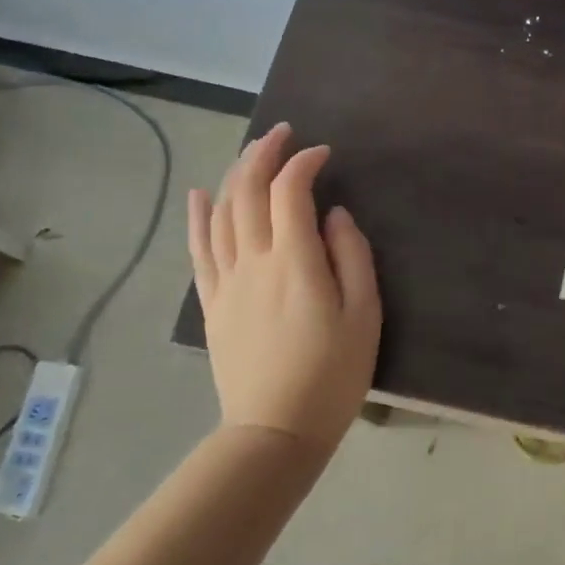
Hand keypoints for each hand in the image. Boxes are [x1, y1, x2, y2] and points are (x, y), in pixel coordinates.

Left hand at [187, 123, 380, 455]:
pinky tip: (202, 194)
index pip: (291, 192)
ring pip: (222, 213)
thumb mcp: (365, 315)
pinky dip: (199, 217)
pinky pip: (199, 250)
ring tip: (252, 153)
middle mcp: (253, 261)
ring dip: (236, 175)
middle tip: (283, 134)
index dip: (304, 163)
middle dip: (264, 154)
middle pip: (249, 192)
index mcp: (294, 262)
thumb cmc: (332, 374)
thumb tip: (335, 216)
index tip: (324, 154)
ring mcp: (226, 281)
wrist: (276, 430)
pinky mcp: (212, 303)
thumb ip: (352, 257)